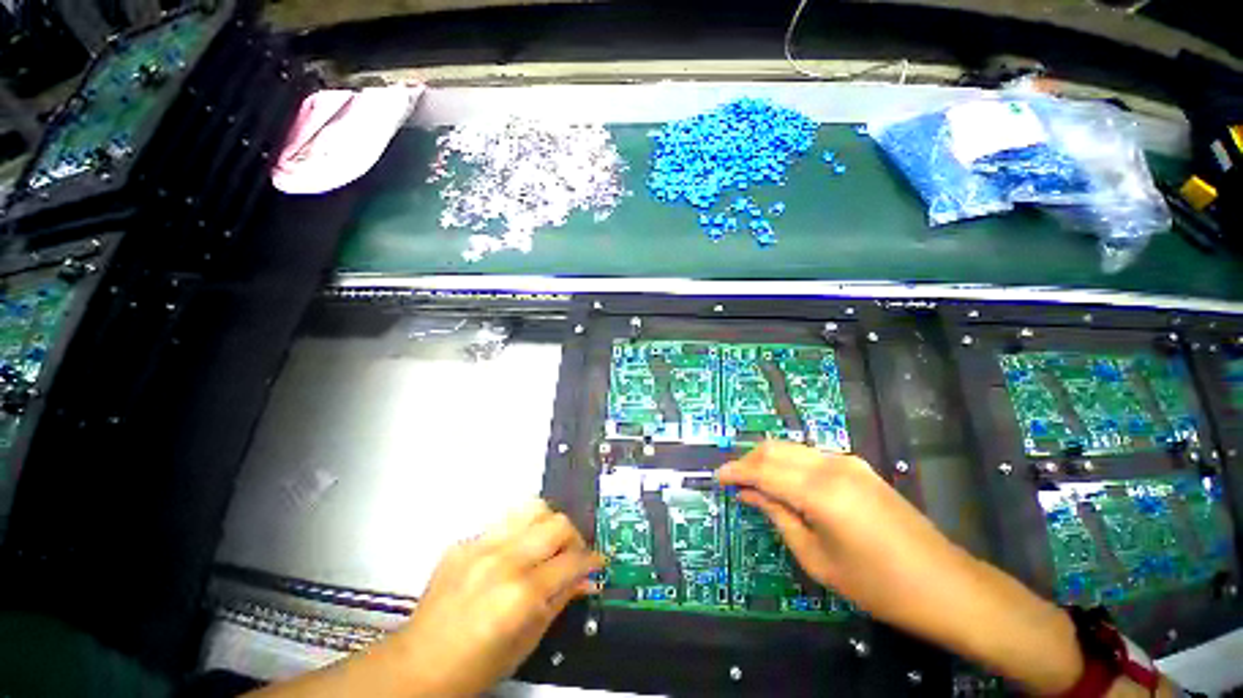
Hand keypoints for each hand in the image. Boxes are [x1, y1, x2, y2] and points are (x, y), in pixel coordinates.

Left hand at [391, 500, 603, 696]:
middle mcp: (503, 561)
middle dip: (574, 538)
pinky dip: (519, 532)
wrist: (417, 665)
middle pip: (557, 523)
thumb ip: (560, 602)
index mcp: (521, 594)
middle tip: (572, 555)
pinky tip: (514, 554)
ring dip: (548, 524)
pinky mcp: (464, 542)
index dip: (591, 561)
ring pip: (533, 508)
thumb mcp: (527, 642)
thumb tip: (586, 579)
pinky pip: (504, 522)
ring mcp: (480, 546)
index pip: (572, 561)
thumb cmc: (474, 668)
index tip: (596, 563)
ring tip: (546, 545)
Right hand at [719, 442, 1088, 695]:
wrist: (946, 585)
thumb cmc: (877, 585)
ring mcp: (846, 462)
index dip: (736, 472)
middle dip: (748, 461)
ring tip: (752, 480)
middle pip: (774, 450)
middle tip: (733, 480)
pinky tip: (783, 480)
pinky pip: (809, 455)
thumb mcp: (818, 558)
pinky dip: (788, 462)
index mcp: (819, 492)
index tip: (718, 478)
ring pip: (791, 448)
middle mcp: (830, 466)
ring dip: (766, 459)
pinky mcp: (857, 467)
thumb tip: (749, 494)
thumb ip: (778, 517)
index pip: (763, 470)